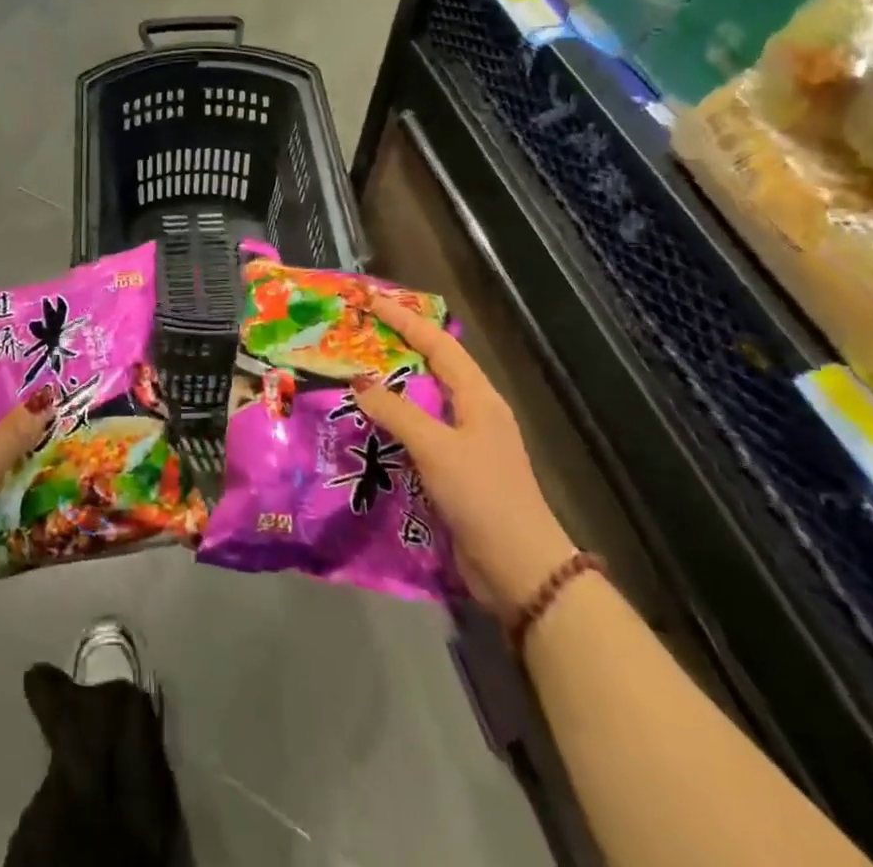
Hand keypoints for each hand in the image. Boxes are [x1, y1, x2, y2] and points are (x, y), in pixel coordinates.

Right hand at [353, 293, 575, 613]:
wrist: (519, 570)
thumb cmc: (483, 496)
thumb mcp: (436, 448)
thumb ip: (396, 412)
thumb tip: (359, 381)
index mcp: (478, 397)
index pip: (438, 344)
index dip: (405, 319)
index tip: (372, 301)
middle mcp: (473, 412)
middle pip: (432, 367)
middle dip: (396, 347)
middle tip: (357, 335)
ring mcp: (466, 443)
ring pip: (422, 400)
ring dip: (391, 386)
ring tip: (353, 374)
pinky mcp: (455, 471)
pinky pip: (418, 433)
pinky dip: (393, 422)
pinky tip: (367, 426)